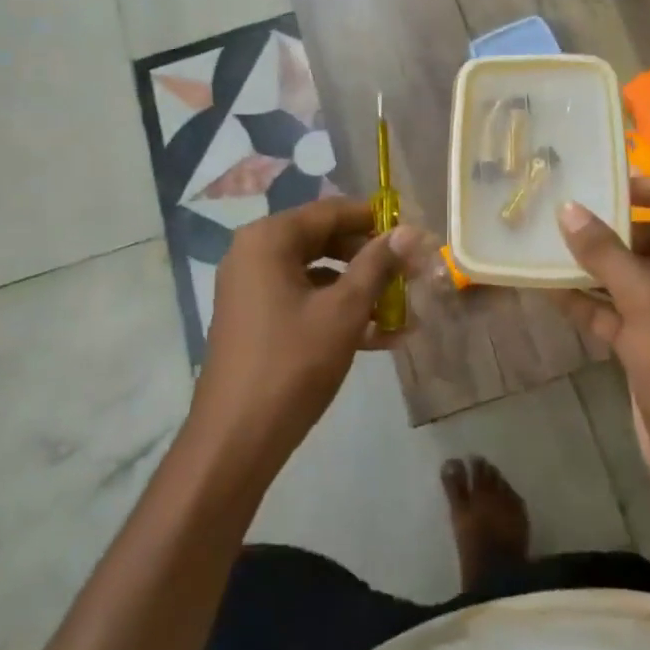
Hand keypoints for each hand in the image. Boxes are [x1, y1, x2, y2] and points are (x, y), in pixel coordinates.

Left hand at [188, 198, 416, 478]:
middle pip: (323, 239)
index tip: (413, 235)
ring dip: (359, 289)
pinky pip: (303, 299)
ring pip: (317, 273)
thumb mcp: (344, 310)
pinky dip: (336, 311)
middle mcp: (254, 253)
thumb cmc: (293, 363)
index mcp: (269, 239)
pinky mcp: (254, 318)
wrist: (236, 438)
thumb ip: (378, 265)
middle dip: (370, 258)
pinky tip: (378, 337)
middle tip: (410, 275)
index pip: (331, 211)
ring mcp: (251, 287)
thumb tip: (411, 230)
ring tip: (401, 311)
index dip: (375, 220)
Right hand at [556, 178, 649, 489]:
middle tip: (568, 211)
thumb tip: (569, 209)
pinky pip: (619, 311)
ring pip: (634, 276)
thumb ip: (606, 253)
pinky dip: (590, 302)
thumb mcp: (647, 303)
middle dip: (615, 227)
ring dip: (597, 265)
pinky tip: (549, 290)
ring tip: (551, 244)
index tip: (607, 182)